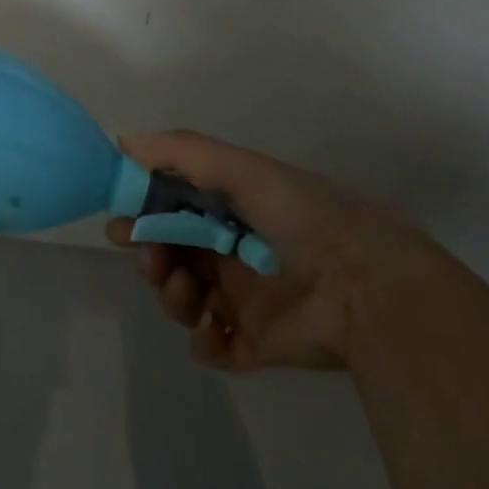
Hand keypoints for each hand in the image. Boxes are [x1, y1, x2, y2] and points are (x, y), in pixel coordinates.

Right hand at [107, 130, 453, 371]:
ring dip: (173, 296)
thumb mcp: (243, 169)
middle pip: (171, 256)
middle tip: (152, 260)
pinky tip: (214, 330)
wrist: (367, 286)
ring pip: (184, 299)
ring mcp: (244, 300)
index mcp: (232, 210)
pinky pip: (212, 346)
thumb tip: (123, 142)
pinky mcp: (255, 344)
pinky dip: (204, 342)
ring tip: (191, 292)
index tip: (122, 220)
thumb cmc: (302, 217)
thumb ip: (182, 152)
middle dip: (151, 257)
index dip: (143, 214)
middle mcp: (233, 252)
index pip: (172, 210)